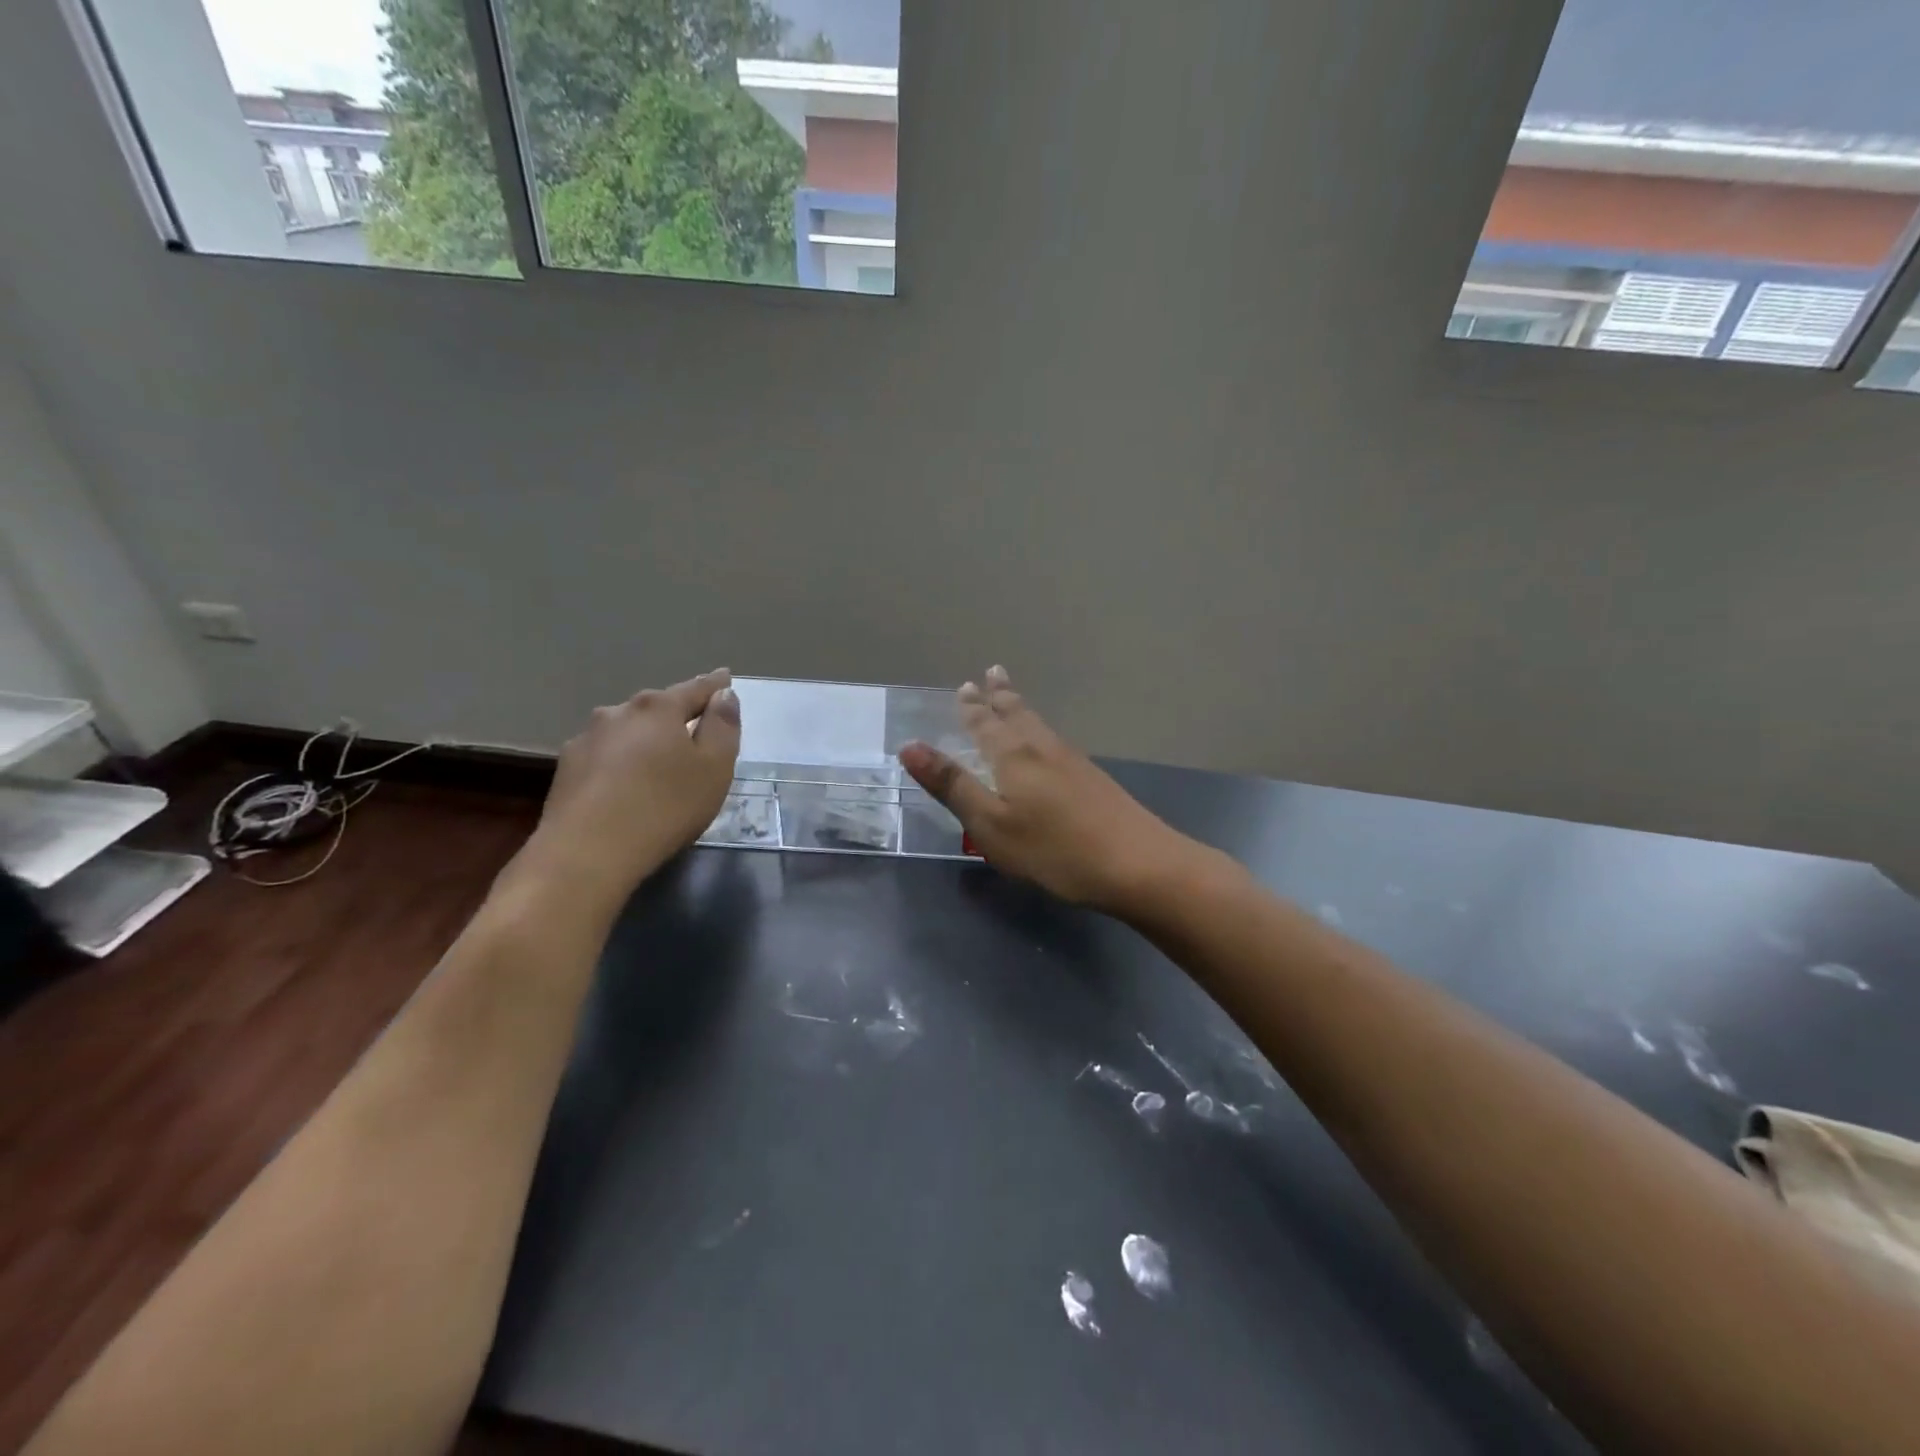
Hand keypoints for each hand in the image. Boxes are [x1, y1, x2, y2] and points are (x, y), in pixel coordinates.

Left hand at [521, 669, 740, 905]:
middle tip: (696, 732)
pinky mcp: (566, 769)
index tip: (725, 677)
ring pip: (628, 731)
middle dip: (677, 716)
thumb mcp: (715, 768)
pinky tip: (626, 786)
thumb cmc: (665, 807)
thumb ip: (723, 727)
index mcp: (659, 708)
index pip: (696, 688)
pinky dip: (621, 763)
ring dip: (646, 740)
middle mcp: (619, 712)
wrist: (587, 853)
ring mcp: (586, 739)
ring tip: (659, 764)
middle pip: (658, 709)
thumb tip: (723, 695)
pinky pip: (606, 756)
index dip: (715, 685)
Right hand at [898, 666, 1192, 911]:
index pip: (985, 724)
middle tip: (993, 672)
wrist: (1137, 864)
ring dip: (1021, 708)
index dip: (972, 707)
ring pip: (1039, 725)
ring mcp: (1073, 762)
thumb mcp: (990, 824)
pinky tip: (1048, 743)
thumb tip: (909, 745)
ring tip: (1012, 697)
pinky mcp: (1093, 780)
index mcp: (1013, 756)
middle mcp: (1042, 749)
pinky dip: (1041, 730)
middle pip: (1017, 714)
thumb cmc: (1053, 849)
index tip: (966, 685)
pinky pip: (1055, 741)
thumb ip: (952, 785)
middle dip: (1000, 696)